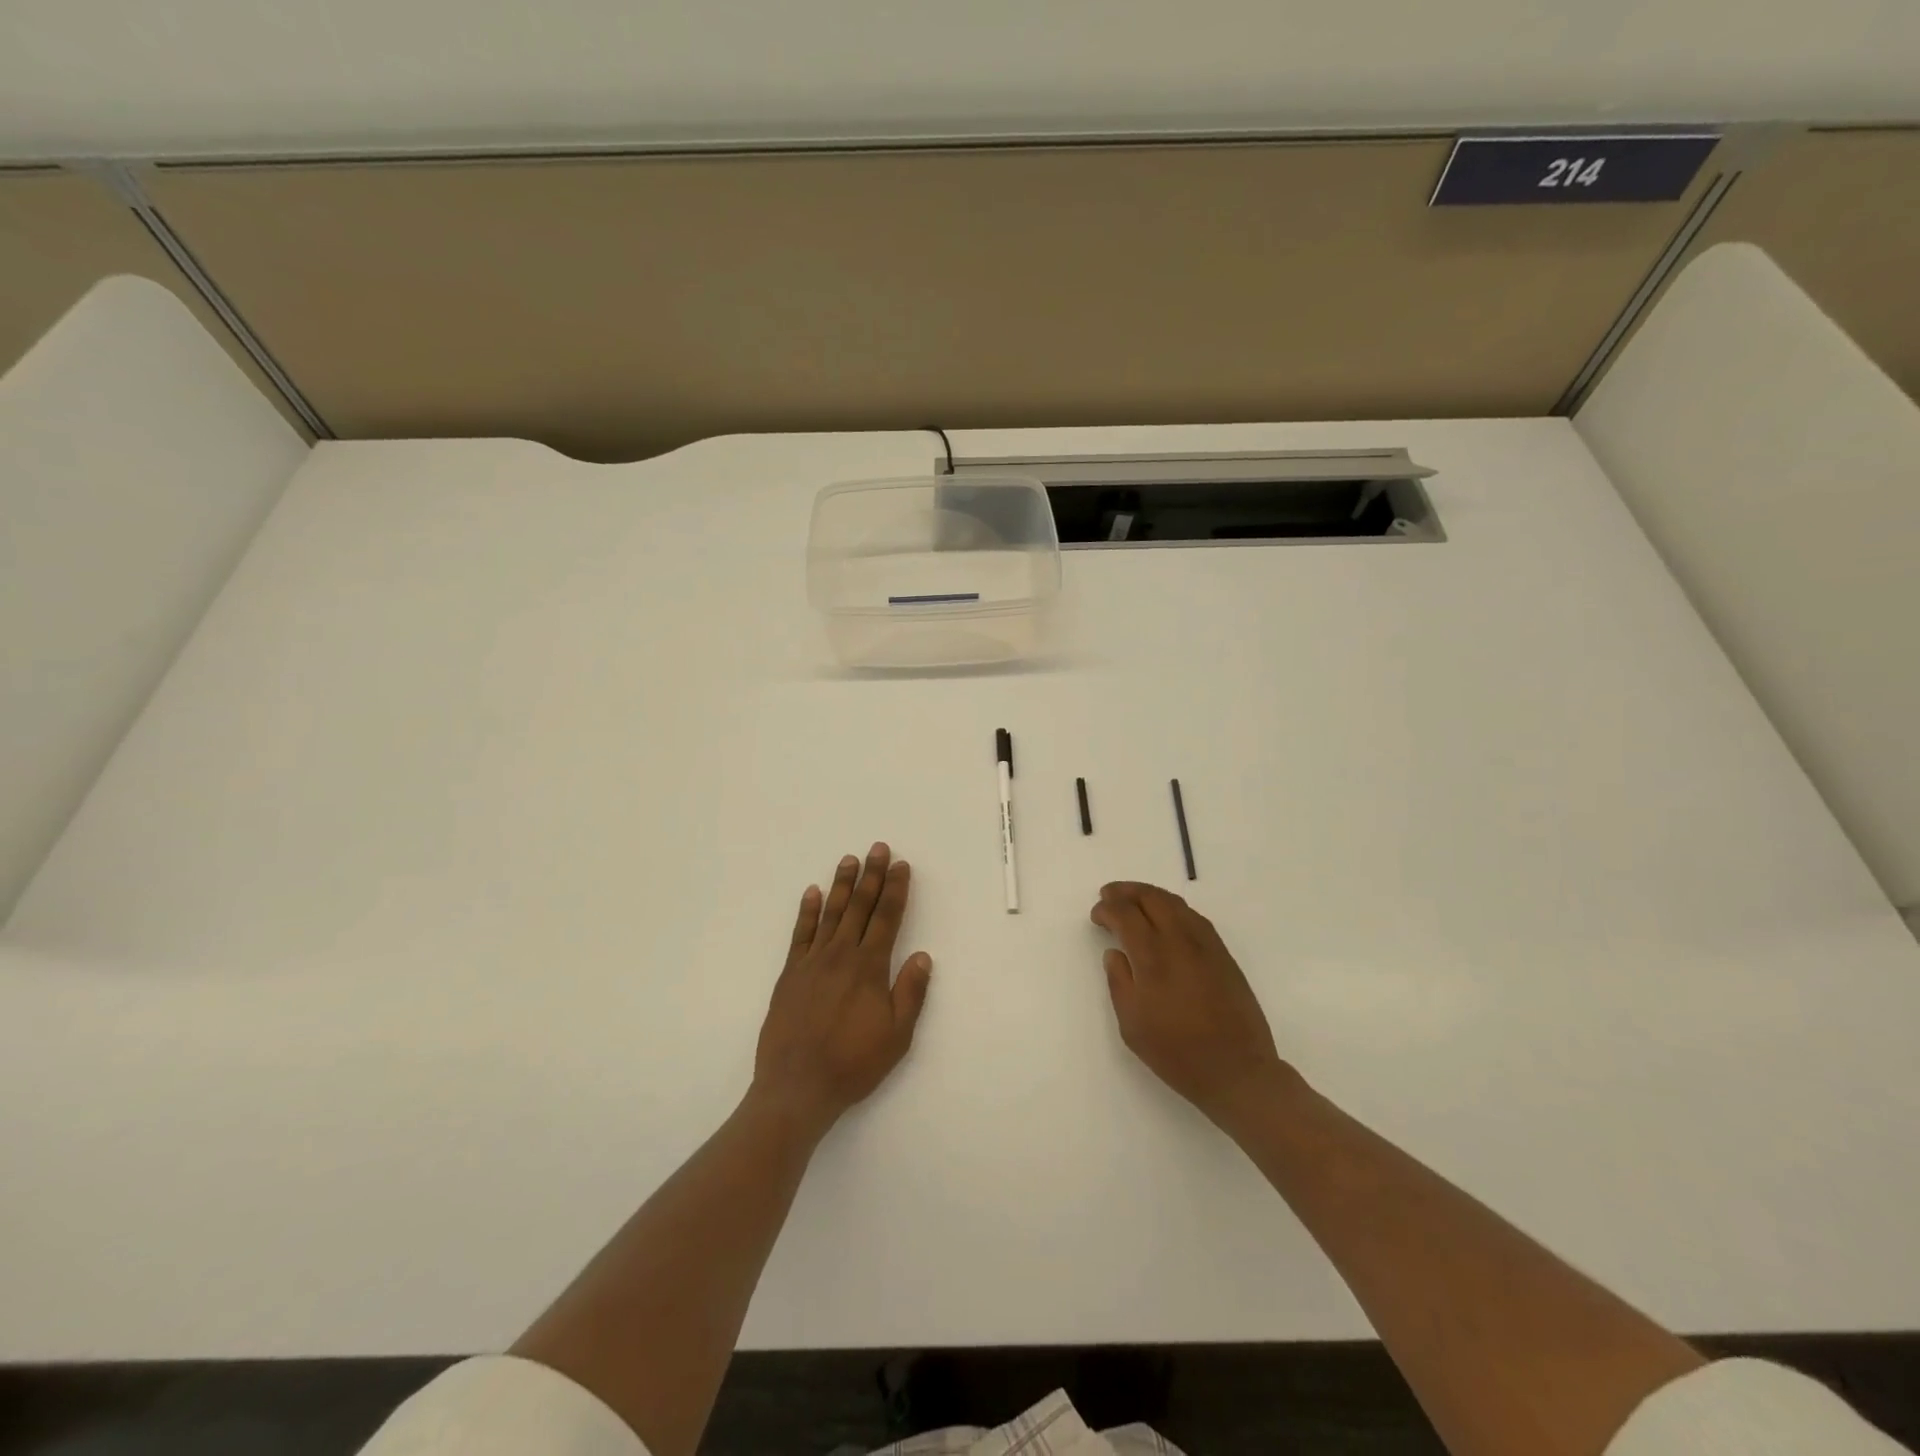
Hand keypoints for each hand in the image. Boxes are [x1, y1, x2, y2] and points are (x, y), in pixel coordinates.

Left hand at [753, 843, 932, 1139]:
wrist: (797, 1086)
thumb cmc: (853, 1064)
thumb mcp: (896, 1036)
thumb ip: (910, 993)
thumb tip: (922, 956)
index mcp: (869, 967)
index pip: (887, 918)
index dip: (896, 889)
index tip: (902, 866)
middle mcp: (841, 955)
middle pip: (860, 907)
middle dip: (872, 875)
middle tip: (878, 848)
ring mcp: (812, 962)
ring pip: (831, 913)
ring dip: (842, 884)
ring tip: (849, 859)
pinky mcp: (790, 974)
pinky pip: (800, 933)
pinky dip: (807, 911)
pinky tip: (812, 893)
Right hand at [1090, 881, 1289, 1131]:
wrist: (1238, 1072)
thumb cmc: (1177, 1053)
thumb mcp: (1132, 1026)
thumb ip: (1119, 982)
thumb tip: (1114, 953)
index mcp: (1153, 958)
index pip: (1126, 915)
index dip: (1108, 908)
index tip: (1097, 914)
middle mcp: (1180, 942)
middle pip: (1152, 899)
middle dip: (1127, 892)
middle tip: (1109, 894)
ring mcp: (1206, 946)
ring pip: (1176, 904)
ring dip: (1151, 895)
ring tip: (1134, 899)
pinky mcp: (1224, 955)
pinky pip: (1195, 918)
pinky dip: (1174, 908)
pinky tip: (1167, 918)